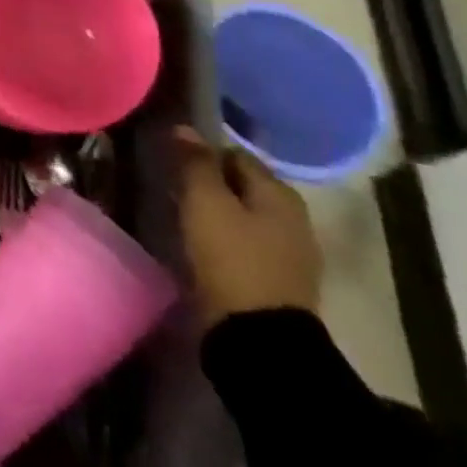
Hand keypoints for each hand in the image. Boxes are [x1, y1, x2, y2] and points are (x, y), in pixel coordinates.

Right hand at [174, 126, 321, 331]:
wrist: (260, 337)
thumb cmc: (231, 258)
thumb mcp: (205, 203)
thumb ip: (195, 163)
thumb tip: (184, 128)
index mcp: (280, 193)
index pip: (234, 154)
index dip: (202, 154)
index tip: (173, 163)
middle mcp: (293, 217)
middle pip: (241, 185)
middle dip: (210, 183)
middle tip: (174, 189)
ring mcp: (290, 251)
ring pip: (244, 215)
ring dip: (217, 212)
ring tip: (183, 216)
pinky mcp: (279, 280)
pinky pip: (246, 243)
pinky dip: (225, 238)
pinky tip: (202, 245)